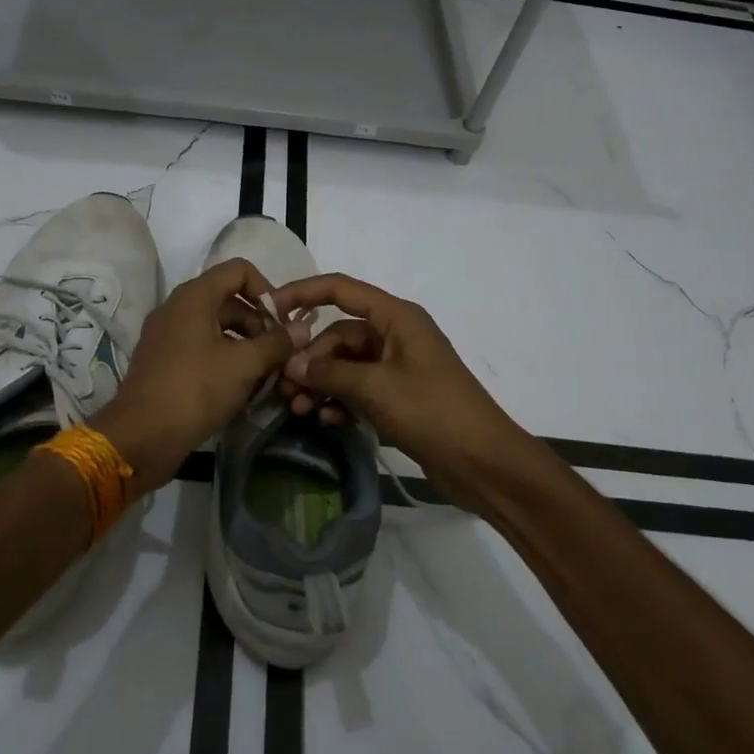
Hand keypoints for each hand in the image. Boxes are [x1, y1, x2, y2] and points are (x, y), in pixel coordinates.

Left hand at [90, 258, 302, 492]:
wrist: (141, 437)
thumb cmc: (195, 390)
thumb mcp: (244, 365)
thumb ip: (277, 343)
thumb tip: (303, 329)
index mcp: (194, 296)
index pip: (239, 270)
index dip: (267, 290)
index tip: (282, 323)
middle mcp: (178, 308)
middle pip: (229, 300)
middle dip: (259, 323)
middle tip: (279, 354)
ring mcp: (168, 335)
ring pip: (217, 327)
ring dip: (245, 345)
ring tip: (266, 375)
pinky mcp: (164, 361)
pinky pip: (202, 348)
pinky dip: (225, 360)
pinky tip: (242, 388)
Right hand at [269, 273, 524, 513]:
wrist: (485, 464)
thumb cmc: (433, 412)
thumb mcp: (376, 389)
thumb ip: (330, 374)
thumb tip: (290, 365)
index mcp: (397, 317)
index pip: (341, 289)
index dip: (303, 292)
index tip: (269, 308)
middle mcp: (395, 335)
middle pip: (339, 334)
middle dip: (310, 358)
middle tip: (284, 387)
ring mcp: (397, 367)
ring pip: (345, 364)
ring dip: (321, 383)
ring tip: (299, 409)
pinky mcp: (398, 396)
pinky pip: (358, 388)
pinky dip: (339, 400)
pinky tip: (325, 420)